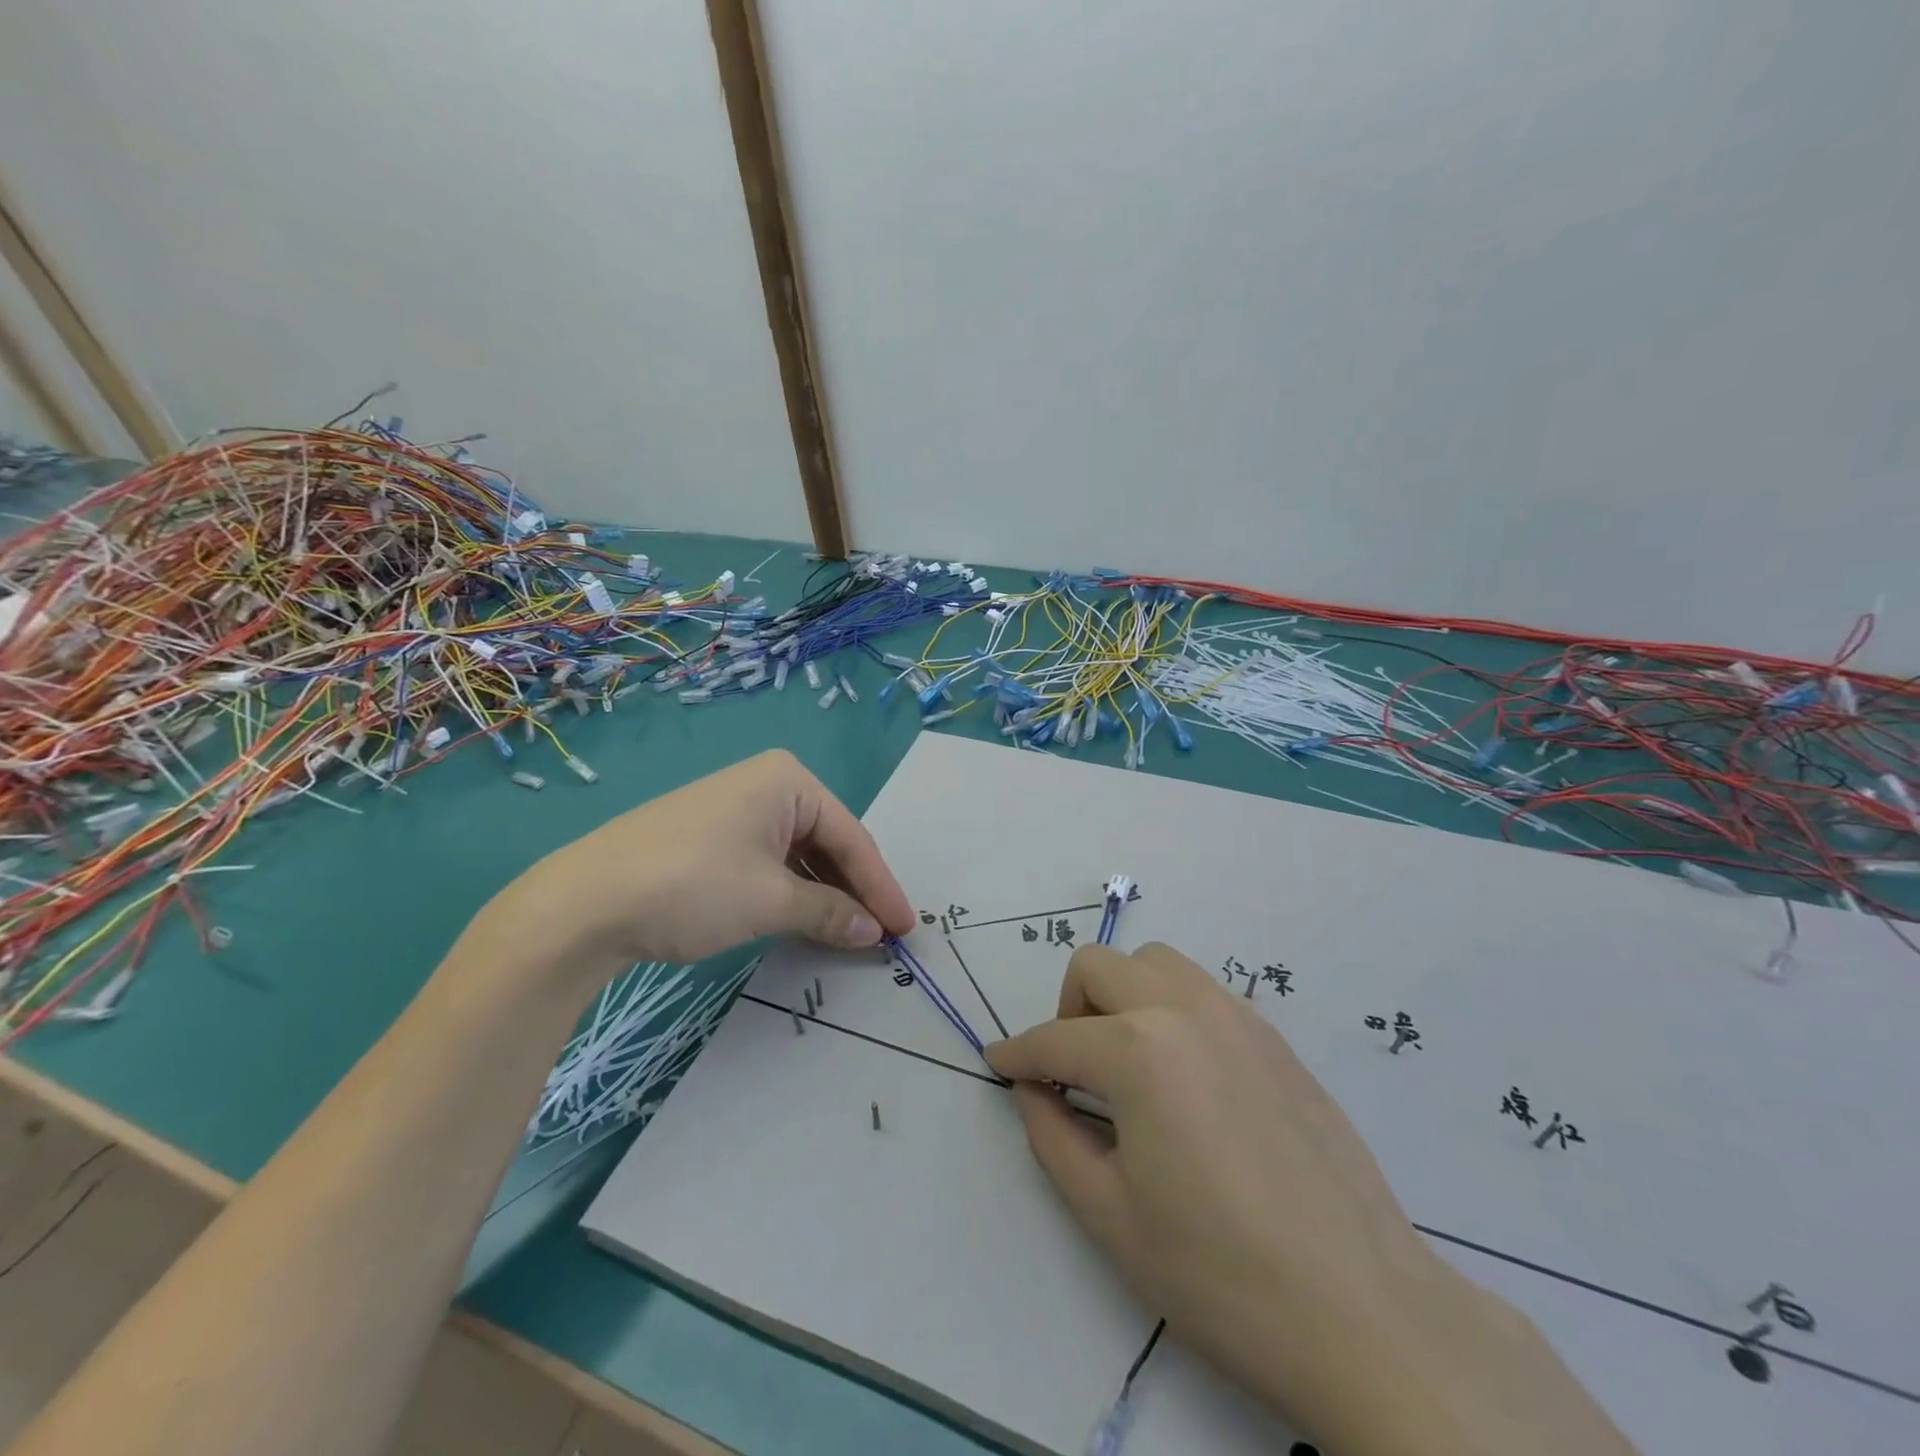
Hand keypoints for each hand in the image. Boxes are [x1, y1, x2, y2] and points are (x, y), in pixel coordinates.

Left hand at [491, 750, 915, 975]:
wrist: (581, 904)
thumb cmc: (692, 887)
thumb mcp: (771, 902)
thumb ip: (831, 913)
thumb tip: (873, 930)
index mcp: (788, 781)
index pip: (852, 837)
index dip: (882, 887)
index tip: (907, 929)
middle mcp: (765, 784)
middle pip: (827, 843)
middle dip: (854, 890)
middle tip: (882, 934)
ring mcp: (734, 809)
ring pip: (798, 855)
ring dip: (824, 895)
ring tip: (849, 933)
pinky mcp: (710, 836)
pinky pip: (768, 862)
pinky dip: (791, 893)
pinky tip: (804, 920)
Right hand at [984, 942, 1639, 1455]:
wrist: (1364, 1311)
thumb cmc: (1219, 1272)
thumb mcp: (1109, 1214)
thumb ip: (1052, 1136)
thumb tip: (1032, 1090)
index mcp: (1138, 1050)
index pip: (1055, 1039)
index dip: (1017, 1054)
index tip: (997, 1064)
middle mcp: (1184, 1009)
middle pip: (1099, 967)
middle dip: (1068, 1008)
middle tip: (1069, 1070)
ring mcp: (1237, 1015)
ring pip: (1154, 963)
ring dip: (1122, 995)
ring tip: (1126, 1062)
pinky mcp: (1273, 1036)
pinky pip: (1202, 991)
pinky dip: (1170, 1008)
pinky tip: (1182, 1074)